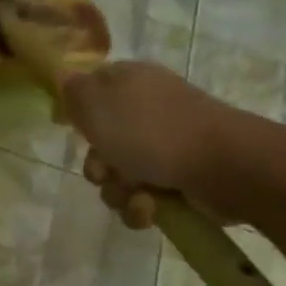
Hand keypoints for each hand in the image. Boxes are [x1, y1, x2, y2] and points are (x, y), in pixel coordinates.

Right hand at [60, 61, 229, 228]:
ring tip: (138, 194)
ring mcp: (163, 147)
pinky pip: (141, 199)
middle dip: (97, 166)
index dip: (76, 113)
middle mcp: (145, 112)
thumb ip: (74, 92)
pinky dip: (141, 208)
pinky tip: (152, 208)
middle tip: (107, 170)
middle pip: (99, 144)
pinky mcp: (177, 179)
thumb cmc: (153, 132)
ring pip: (117, 177)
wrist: (222, 167)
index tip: (66, 128)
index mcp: (128, 84)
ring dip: (119, 192)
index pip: (90, 91)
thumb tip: (63, 77)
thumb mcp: (98, 104)